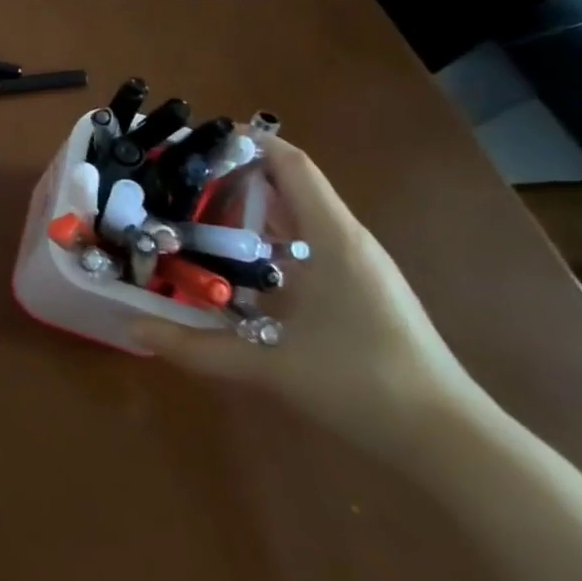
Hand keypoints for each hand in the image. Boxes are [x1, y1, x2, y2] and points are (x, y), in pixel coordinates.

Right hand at [135, 138, 477, 454]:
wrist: (449, 441)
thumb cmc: (363, 385)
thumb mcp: (268, 365)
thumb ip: (195, 346)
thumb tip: (132, 327)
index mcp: (332, 238)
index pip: (291, 165)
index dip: (247, 142)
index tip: (197, 139)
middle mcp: (346, 240)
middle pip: (289, 185)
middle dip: (235, 174)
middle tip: (179, 178)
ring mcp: (357, 265)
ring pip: (297, 216)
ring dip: (250, 208)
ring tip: (194, 211)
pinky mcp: (359, 289)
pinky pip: (305, 244)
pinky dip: (267, 239)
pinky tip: (234, 263)